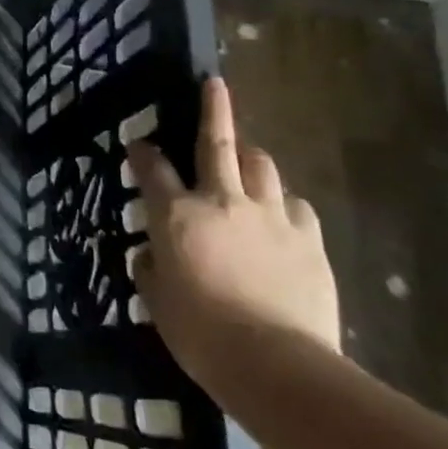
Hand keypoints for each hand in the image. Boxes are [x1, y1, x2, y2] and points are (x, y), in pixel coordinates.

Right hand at [127, 77, 339, 394]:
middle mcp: (222, 201)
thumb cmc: (200, 332)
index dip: (142, 152)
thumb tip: (155, 255)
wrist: (276, 364)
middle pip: (218, 143)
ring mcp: (271, 216)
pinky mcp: (309, 238)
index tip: (138, 144)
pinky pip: (294, 205)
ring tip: (247, 160)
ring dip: (251, 157)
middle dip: (213, 109)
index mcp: (176, 215)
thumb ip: (152, 268)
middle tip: (213, 84)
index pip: (152, 169)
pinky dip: (282, 202)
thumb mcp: (157, 300)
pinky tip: (279, 215)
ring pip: (263, 166)